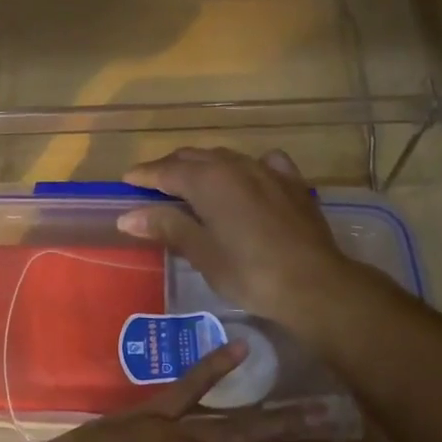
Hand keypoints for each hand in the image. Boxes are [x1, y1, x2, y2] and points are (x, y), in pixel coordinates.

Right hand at [116, 147, 394, 334]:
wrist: (315, 284)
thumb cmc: (250, 273)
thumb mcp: (202, 253)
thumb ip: (167, 226)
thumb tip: (128, 215)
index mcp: (208, 180)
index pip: (166, 170)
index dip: (144, 175)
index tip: (126, 182)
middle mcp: (235, 165)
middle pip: (193, 157)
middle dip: (169, 168)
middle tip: (152, 185)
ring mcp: (267, 171)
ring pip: (225, 157)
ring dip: (203, 166)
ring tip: (191, 183)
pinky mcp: (292, 183)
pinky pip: (262, 164)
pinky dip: (244, 168)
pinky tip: (246, 179)